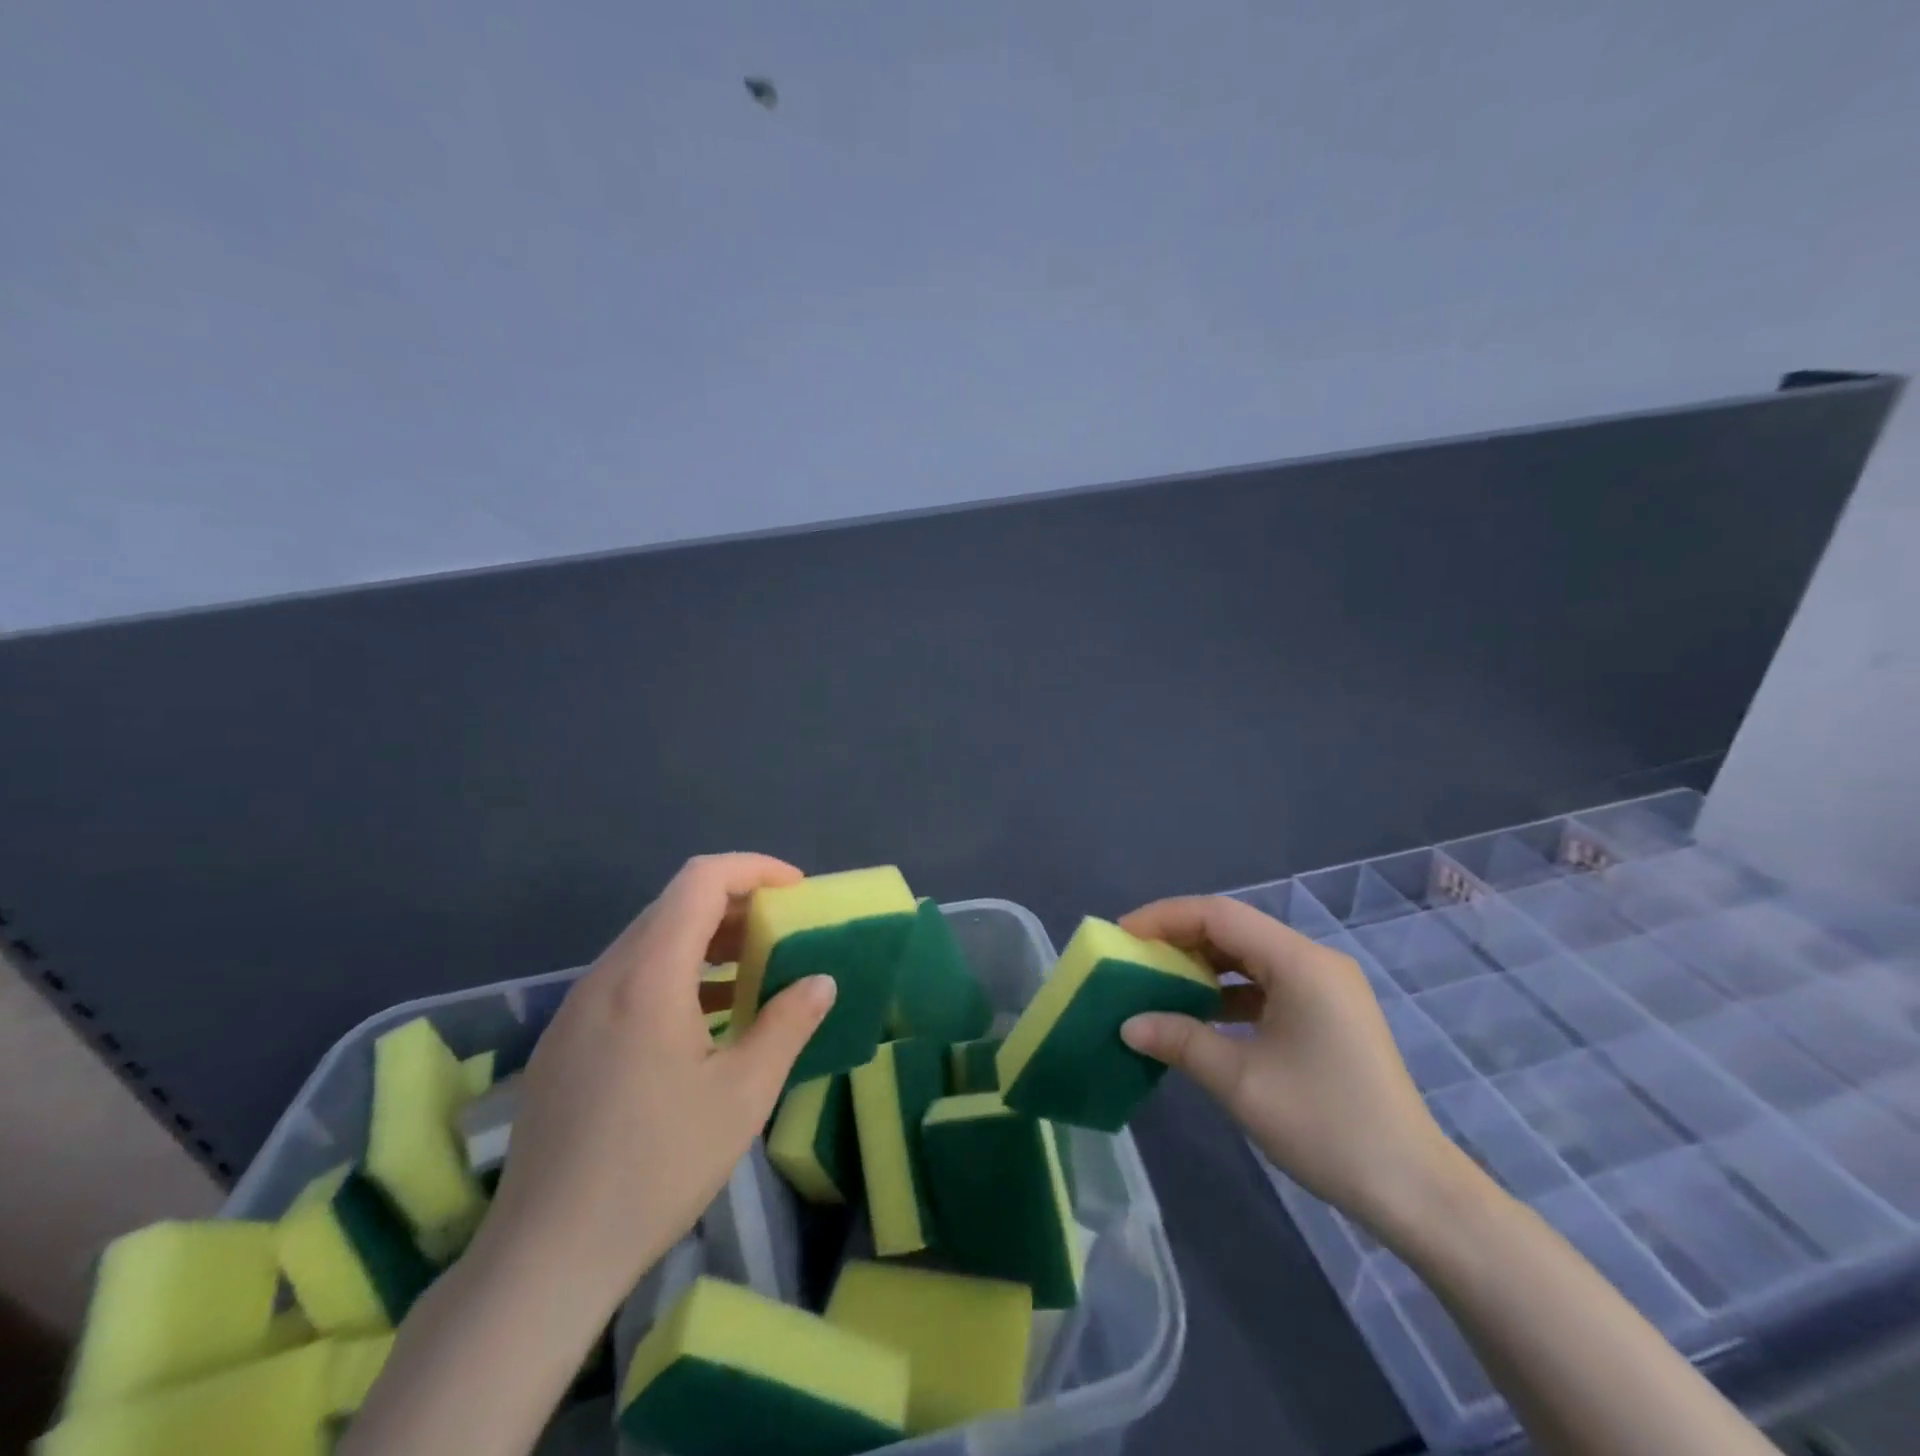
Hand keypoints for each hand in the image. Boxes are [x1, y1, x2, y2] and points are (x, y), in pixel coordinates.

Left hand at [480, 853, 836, 1305]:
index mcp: (647, 977)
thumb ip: (787, 1024)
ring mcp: (577, 1008)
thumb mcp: (742, 1095)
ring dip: (705, 940)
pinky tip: (702, 1019)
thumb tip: (820, 981)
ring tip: (751, 972)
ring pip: (649, 941)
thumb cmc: (656, 1168)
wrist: (544, 1258)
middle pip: (674, 904)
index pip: (700, 880)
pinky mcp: (565, 1040)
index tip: (796, 892)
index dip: (754, 869)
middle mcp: (605, 976)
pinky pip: (628, 978)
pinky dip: (675, 973)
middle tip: (782, 932)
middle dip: (735, 903)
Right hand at [1119, 896, 1471, 1237]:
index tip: (1122, 934)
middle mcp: (1315, 961)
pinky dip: (1229, 990)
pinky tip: (1201, 1013)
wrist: (1414, 1190)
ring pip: (1250, 955)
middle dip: (1180, 939)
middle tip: (1134, 957)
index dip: (1165, 917)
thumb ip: (1180, 1041)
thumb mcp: (1241, 1081)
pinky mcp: (1328, 1012)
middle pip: (1235, 929)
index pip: (1219, 915)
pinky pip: (1267, 983)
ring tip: (1158, 981)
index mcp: (1299, 963)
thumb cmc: (1326, 1126)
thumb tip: (1128, 1024)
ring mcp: (1326, 987)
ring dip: (1203, 965)